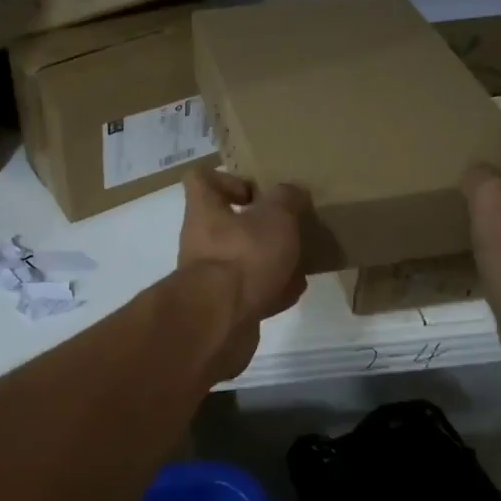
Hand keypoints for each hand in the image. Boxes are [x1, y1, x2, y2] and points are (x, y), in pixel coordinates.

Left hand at [179, 169, 308, 376]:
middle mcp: (200, 240)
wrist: (220, 322)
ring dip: (270, 261)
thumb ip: (286, 199)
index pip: (201, 179)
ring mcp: (209, 277)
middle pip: (227, 223)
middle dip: (260, 227)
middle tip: (289, 229)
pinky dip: (270, 291)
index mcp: (205, 210)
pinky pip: (248, 292)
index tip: (257, 191)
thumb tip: (291, 191)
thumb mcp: (276, 217)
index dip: (228, 179)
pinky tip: (294, 292)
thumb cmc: (244, 256)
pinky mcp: (221, 307)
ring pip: (241, 260)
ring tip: (300, 261)